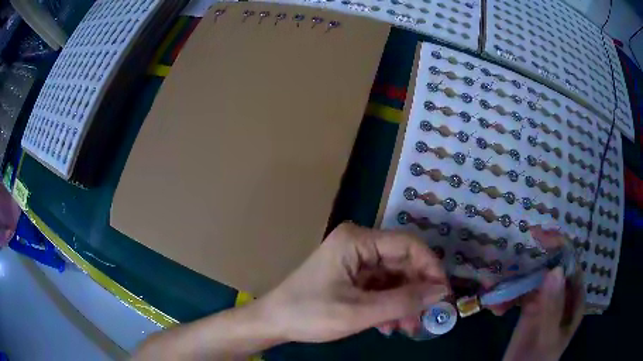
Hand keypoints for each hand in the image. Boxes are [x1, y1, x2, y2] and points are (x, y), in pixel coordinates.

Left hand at [257, 222, 449, 342]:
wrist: (274, 322)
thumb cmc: (310, 314)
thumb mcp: (359, 312)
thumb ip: (404, 302)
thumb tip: (441, 292)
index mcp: (357, 240)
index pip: (408, 245)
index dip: (431, 268)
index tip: (443, 294)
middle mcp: (359, 244)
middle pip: (403, 262)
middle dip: (417, 291)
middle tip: (427, 317)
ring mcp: (355, 260)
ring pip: (394, 278)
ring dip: (404, 302)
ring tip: (408, 327)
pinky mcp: (353, 276)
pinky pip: (381, 287)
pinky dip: (390, 305)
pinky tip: (389, 325)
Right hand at [501, 226, 584, 360]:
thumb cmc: (539, 359)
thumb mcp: (548, 337)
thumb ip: (553, 308)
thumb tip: (554, 270)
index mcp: (573, 297)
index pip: (570, 263)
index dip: (558, 245)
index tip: (538, 235)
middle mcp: (562, 293)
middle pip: (550, 266)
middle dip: (530, 262)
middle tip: (511, 255)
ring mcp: (545, 299)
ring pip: (533, 279)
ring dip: (513, 282)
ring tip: (494, 293)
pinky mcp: (530, 307)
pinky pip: (519, 293)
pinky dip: (506, 297)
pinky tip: (495, 309)